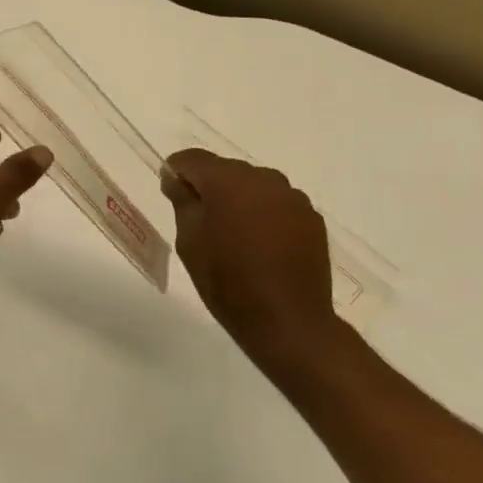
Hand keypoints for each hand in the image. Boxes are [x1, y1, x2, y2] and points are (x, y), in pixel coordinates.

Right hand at [162, 149, 348, 369]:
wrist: (290, 323)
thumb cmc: (229, 282)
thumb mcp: (190, 243)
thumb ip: (182, 202)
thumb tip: (177, 180)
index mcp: (227, 180)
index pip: (192, 159)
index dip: (176, 171)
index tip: (171, 192)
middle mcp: (262, 178)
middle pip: (225, 169)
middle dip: (210, 186)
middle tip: (201, 220)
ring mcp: (291, 197)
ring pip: (254, 185)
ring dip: (240, 199)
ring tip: (235, 233)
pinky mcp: (311, 217)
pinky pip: (278, 203)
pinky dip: (265, 214)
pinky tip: (263, 244)